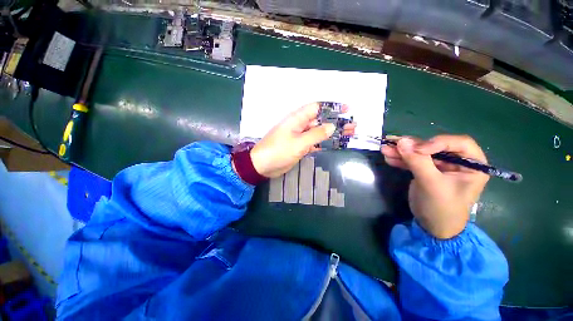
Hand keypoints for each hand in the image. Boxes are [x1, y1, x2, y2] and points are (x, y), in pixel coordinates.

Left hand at [249, 102, 355, 177]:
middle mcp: (300, 126)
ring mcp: (300, 137)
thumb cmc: (278, 151)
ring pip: (319, 132)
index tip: (346, 109)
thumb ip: (316, 134)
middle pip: (321, 121)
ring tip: (349, 135)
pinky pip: (315, 143)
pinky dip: (325, 144)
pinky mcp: (300, 147)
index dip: (331, 107)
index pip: (316, 108)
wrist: (263, 166)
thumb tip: (332, 126)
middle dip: (336, 122)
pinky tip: (336, 145)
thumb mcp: (298, 142)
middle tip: (353, 126)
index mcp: (297, 119)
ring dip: (333, 134)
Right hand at [381, 135, 488, 238]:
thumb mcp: (432, 185)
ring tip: (385, 149)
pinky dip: (400, 159)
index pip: (458, 143)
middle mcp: (457, 162)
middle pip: (434, 146)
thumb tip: (402, 141)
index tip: (416, 149)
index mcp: (472, 165)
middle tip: (393, 143)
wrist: (432, 227)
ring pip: (420, 153)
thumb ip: (418, 162)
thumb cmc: (442, 208)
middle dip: (412, 146)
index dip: (437, 142)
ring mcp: (440, 166)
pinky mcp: (426, 171)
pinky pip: (413, 161)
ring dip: (402, 151)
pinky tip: (389, 157)